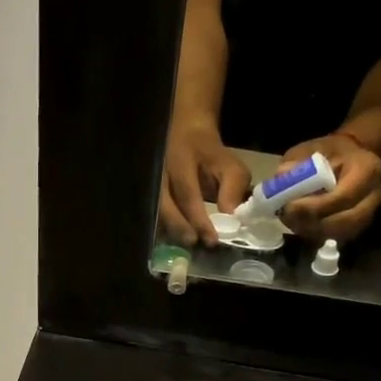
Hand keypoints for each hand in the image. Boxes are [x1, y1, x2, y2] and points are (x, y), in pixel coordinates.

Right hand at [160, 123, 252, 246]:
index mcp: (181, 161)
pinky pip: (152, 214)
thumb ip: (233, 189)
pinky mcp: (148, 192)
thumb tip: (230, 218)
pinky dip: (164, 229)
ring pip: (155, 211)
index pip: (188, 194)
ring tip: (186, 246)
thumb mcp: (230, 166)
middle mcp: (160, 171)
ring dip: (170, 230)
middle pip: (163, 205)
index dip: (199, 219)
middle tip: (194, 243)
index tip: (212, 239)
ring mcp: (150, 182)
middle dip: (179, 227)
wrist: (186, 134)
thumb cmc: (211, 156)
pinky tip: (176, 240)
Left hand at [278, 132, 380, 242]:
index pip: (343, 197)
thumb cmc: (330, 152)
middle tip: (288, 217)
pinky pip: (339, 238)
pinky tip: (302, 225)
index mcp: (367, 170)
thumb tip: (282, 177)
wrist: (350, 158)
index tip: (290, 206)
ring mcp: (370, 213)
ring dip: (313, 231)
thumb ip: (297, 162)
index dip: (315, 206)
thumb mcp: (310, 148)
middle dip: (313, 223)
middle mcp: (375, 195)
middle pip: (346, 221)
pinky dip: (318, 234)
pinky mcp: (360, 226)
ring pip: (342, 233)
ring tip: (292, 221)